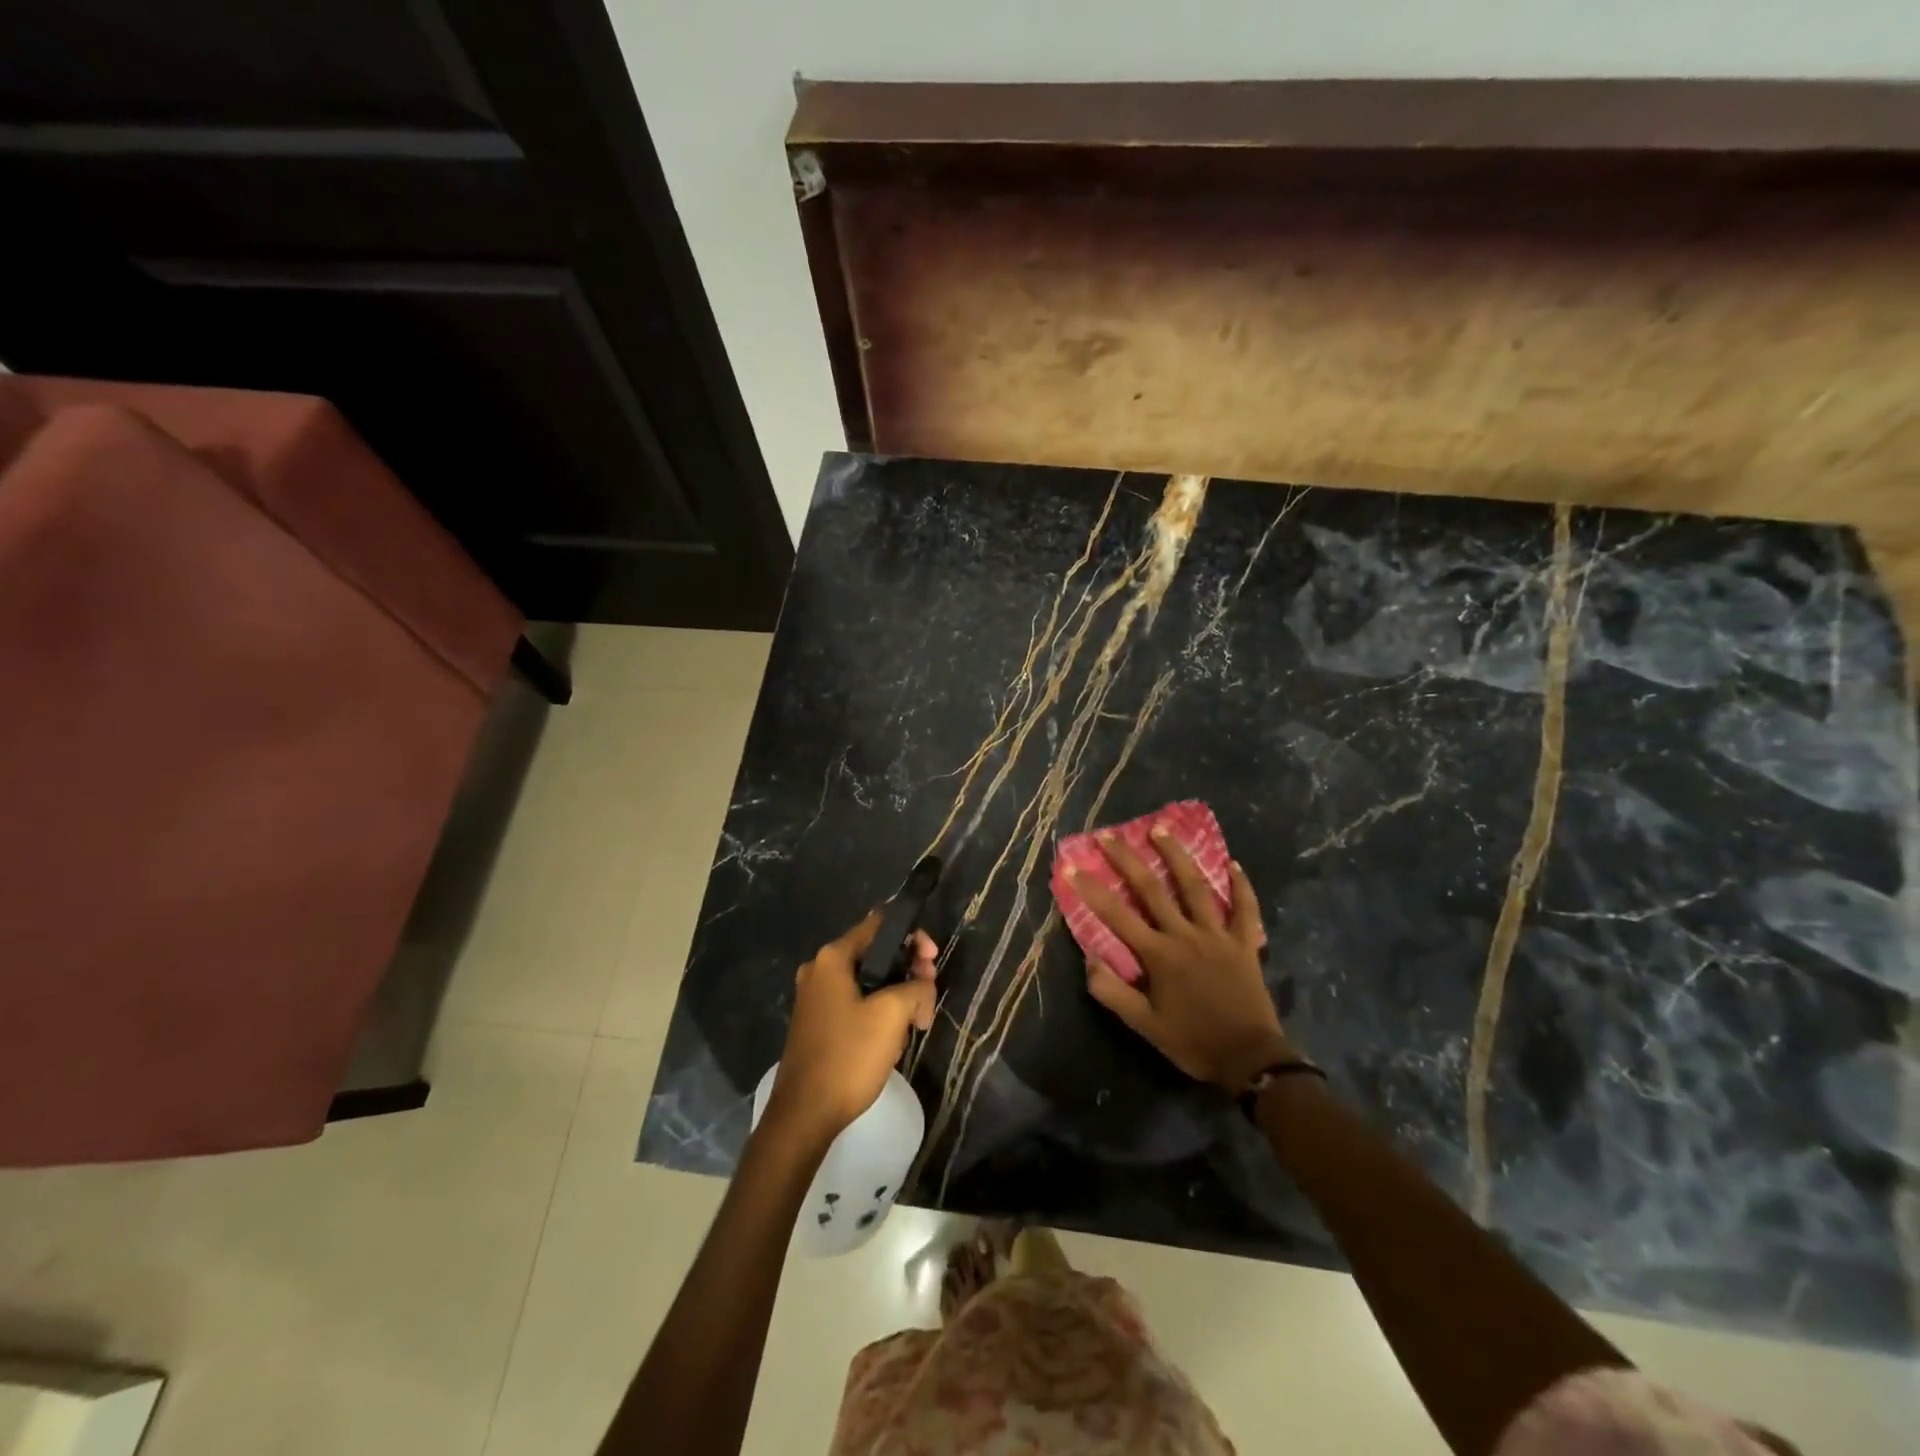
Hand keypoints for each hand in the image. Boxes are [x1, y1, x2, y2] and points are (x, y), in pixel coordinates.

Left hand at [765, 913, 937, 1144]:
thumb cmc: (848, 1056)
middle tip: (928, 996)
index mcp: (833, 958)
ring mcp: (816, 998)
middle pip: (875, 954)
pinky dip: (878, 1012)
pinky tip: (893, 1037)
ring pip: (869, 981)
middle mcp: (820, 970)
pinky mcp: (818, 1023)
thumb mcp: (892, 1015)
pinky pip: (856, 1003)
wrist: (804, 1115)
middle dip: (908, 970)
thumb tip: (922, 985)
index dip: (912, 936)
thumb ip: (916, 987)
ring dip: (897, 995)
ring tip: (915, 1023)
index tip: (933, 960)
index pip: (880, 925)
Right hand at [1070, 829, 1292, 1090]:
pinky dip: (1241, 886)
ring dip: (1176, 855)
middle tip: (1110, 834)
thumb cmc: (1193, 1042)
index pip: (1116, 915)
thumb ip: (1112, 992)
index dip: (1092, 890)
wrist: (1250, 1059)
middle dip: (1127, 859)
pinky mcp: (1245, 943)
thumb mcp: (1144, 1025)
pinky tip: (1234, 864)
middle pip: (1152, 889)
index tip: (1072, 866)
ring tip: (1161, 828)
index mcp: (1159, 955)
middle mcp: (1185, 935)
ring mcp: (1218, 935)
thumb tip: (1088, 958)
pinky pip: (1245, 909)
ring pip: (1195, 887)